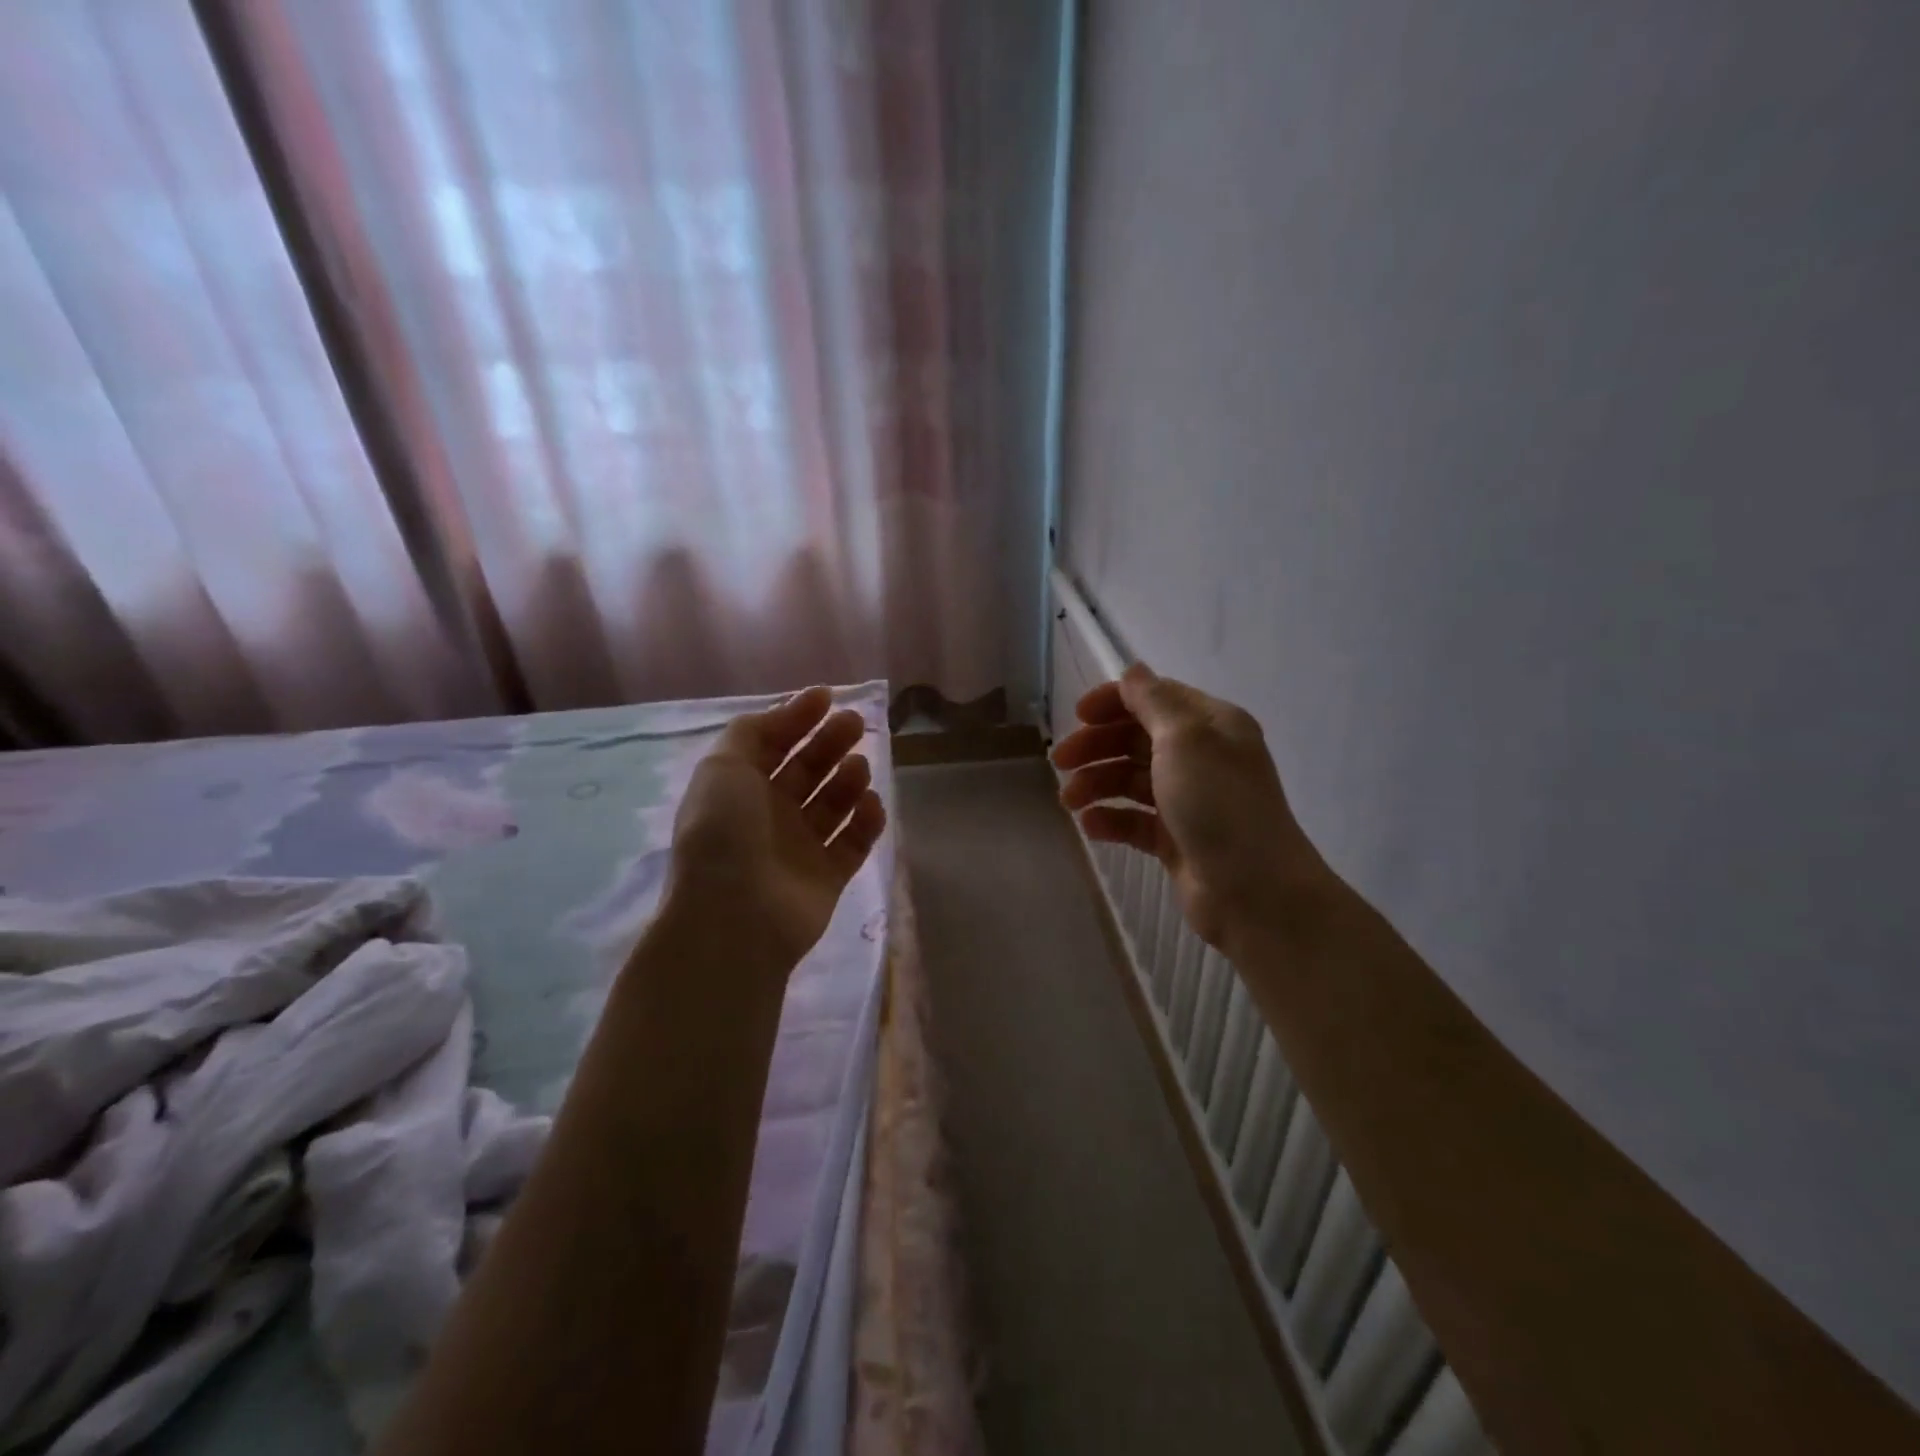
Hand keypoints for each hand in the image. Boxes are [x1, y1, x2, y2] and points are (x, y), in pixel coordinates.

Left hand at [665, 687, 887, 967]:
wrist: (735, 915)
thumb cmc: (725, 831)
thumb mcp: (723, 766)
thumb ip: (751, 732)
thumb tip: (786, 711)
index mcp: (739, 788)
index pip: (772, 743)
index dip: (797, 717)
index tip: (828, 697)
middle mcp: (769, 814)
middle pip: (807, 769)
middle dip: (829, 742)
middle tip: (855, 723)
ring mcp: (800, 847)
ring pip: (833, 803)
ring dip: (848, 779)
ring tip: (858, 766)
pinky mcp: (828, 876)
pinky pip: (853, 842)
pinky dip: (866, 821)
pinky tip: (871, 803)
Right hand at [1051, 663, 1325, 949]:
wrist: (1255, 891)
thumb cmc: (1218, 804)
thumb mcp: (1185, 739)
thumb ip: (1153, 701)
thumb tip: (1133, 669)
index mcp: (1211, 725)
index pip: (1156, 698)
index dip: (1114, 702)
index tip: (1077, 716)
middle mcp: (1202, 757)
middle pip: (1137, 739)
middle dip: (1097, 746)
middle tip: (1060, 762)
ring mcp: (1189, 801)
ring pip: (1132, 780)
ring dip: (1097, 784)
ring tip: (1068, 802)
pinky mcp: (1177, 839)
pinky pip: (1135, 820)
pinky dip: (1111, 819)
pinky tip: (1090, 827)